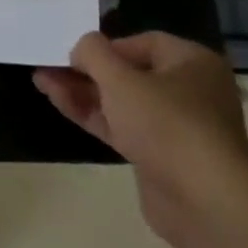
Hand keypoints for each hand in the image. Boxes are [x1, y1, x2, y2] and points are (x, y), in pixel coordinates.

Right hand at [34, 32, 247, 247]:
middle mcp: (188, 91)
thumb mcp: (120, 78)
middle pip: (128, 73)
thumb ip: (93, 53)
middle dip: (87, 70)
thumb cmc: (167, 124)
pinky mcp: (160, 159)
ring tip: (42, 81)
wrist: (206, 204)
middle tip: (50, 65)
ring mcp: (175, 128)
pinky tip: (59, 102)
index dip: (106, 46)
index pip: (142, 43)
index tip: (75, 53)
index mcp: (191, 62)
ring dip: (83, 92)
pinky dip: (93, 115)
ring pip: (121, 102)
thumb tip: (81, 47)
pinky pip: (122, 128)